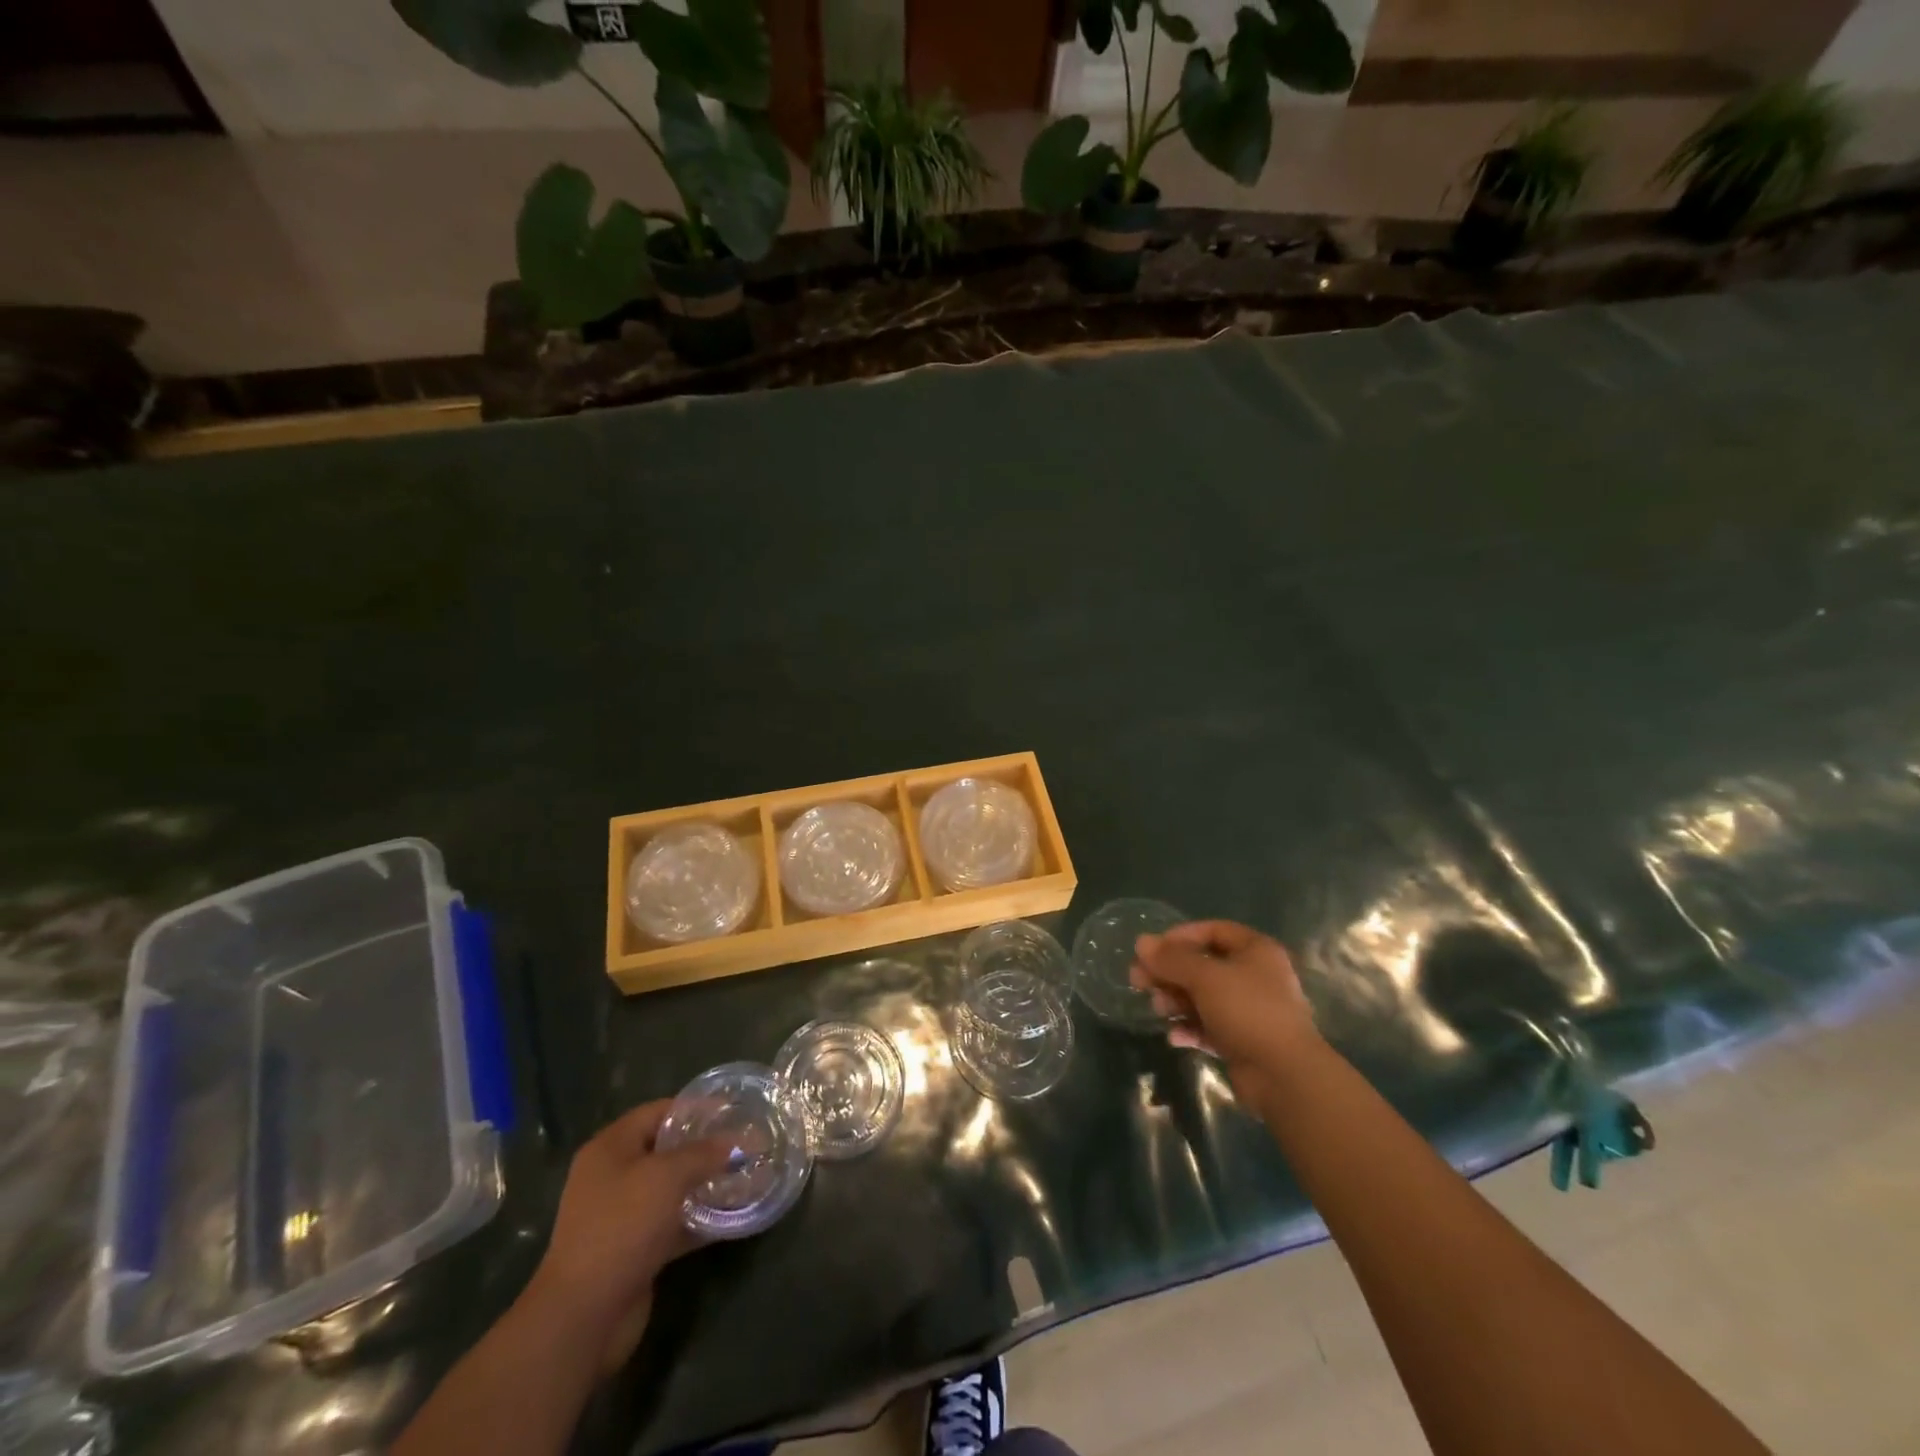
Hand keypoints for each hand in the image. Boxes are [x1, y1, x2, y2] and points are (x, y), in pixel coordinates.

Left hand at [526, 1100, 731, 1370]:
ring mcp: (622, 1216)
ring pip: (671, 1189)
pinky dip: (698, 1219)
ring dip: (704, 1184)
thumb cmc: (621, 1227)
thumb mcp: (667, 1177)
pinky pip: (673, 1223)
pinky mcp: (634, 1250)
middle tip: (742, 1143)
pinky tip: (732, 1215)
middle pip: (665, 1150)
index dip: (694, 1108)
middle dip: (703, 1147)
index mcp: (610, 1148)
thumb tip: (740, 1140)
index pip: (657, 1112)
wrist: (584, 1315)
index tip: (732, 1110)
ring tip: (743, 1175)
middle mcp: (612, 1176)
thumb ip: (705, 1153)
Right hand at [1130, 921, 1321, 1104]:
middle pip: (1203, 965)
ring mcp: (1249, 1010)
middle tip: (1138, 980)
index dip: (1181, 936)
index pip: (1213, 931)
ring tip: (1158, 1009)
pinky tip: (1174, 1036)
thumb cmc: (1248, 1011)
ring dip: (1176, 1001)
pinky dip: (1190, 1028)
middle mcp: (1254, 976)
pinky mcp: (1242, 1041)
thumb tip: (1141, 942)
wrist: (1285, 1076)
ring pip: (1203, 997)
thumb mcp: (1205, 978)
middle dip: (1170, 973)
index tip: (1153, 949)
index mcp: (1256, 951)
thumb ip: (1171, 959)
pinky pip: (1209, 1026)